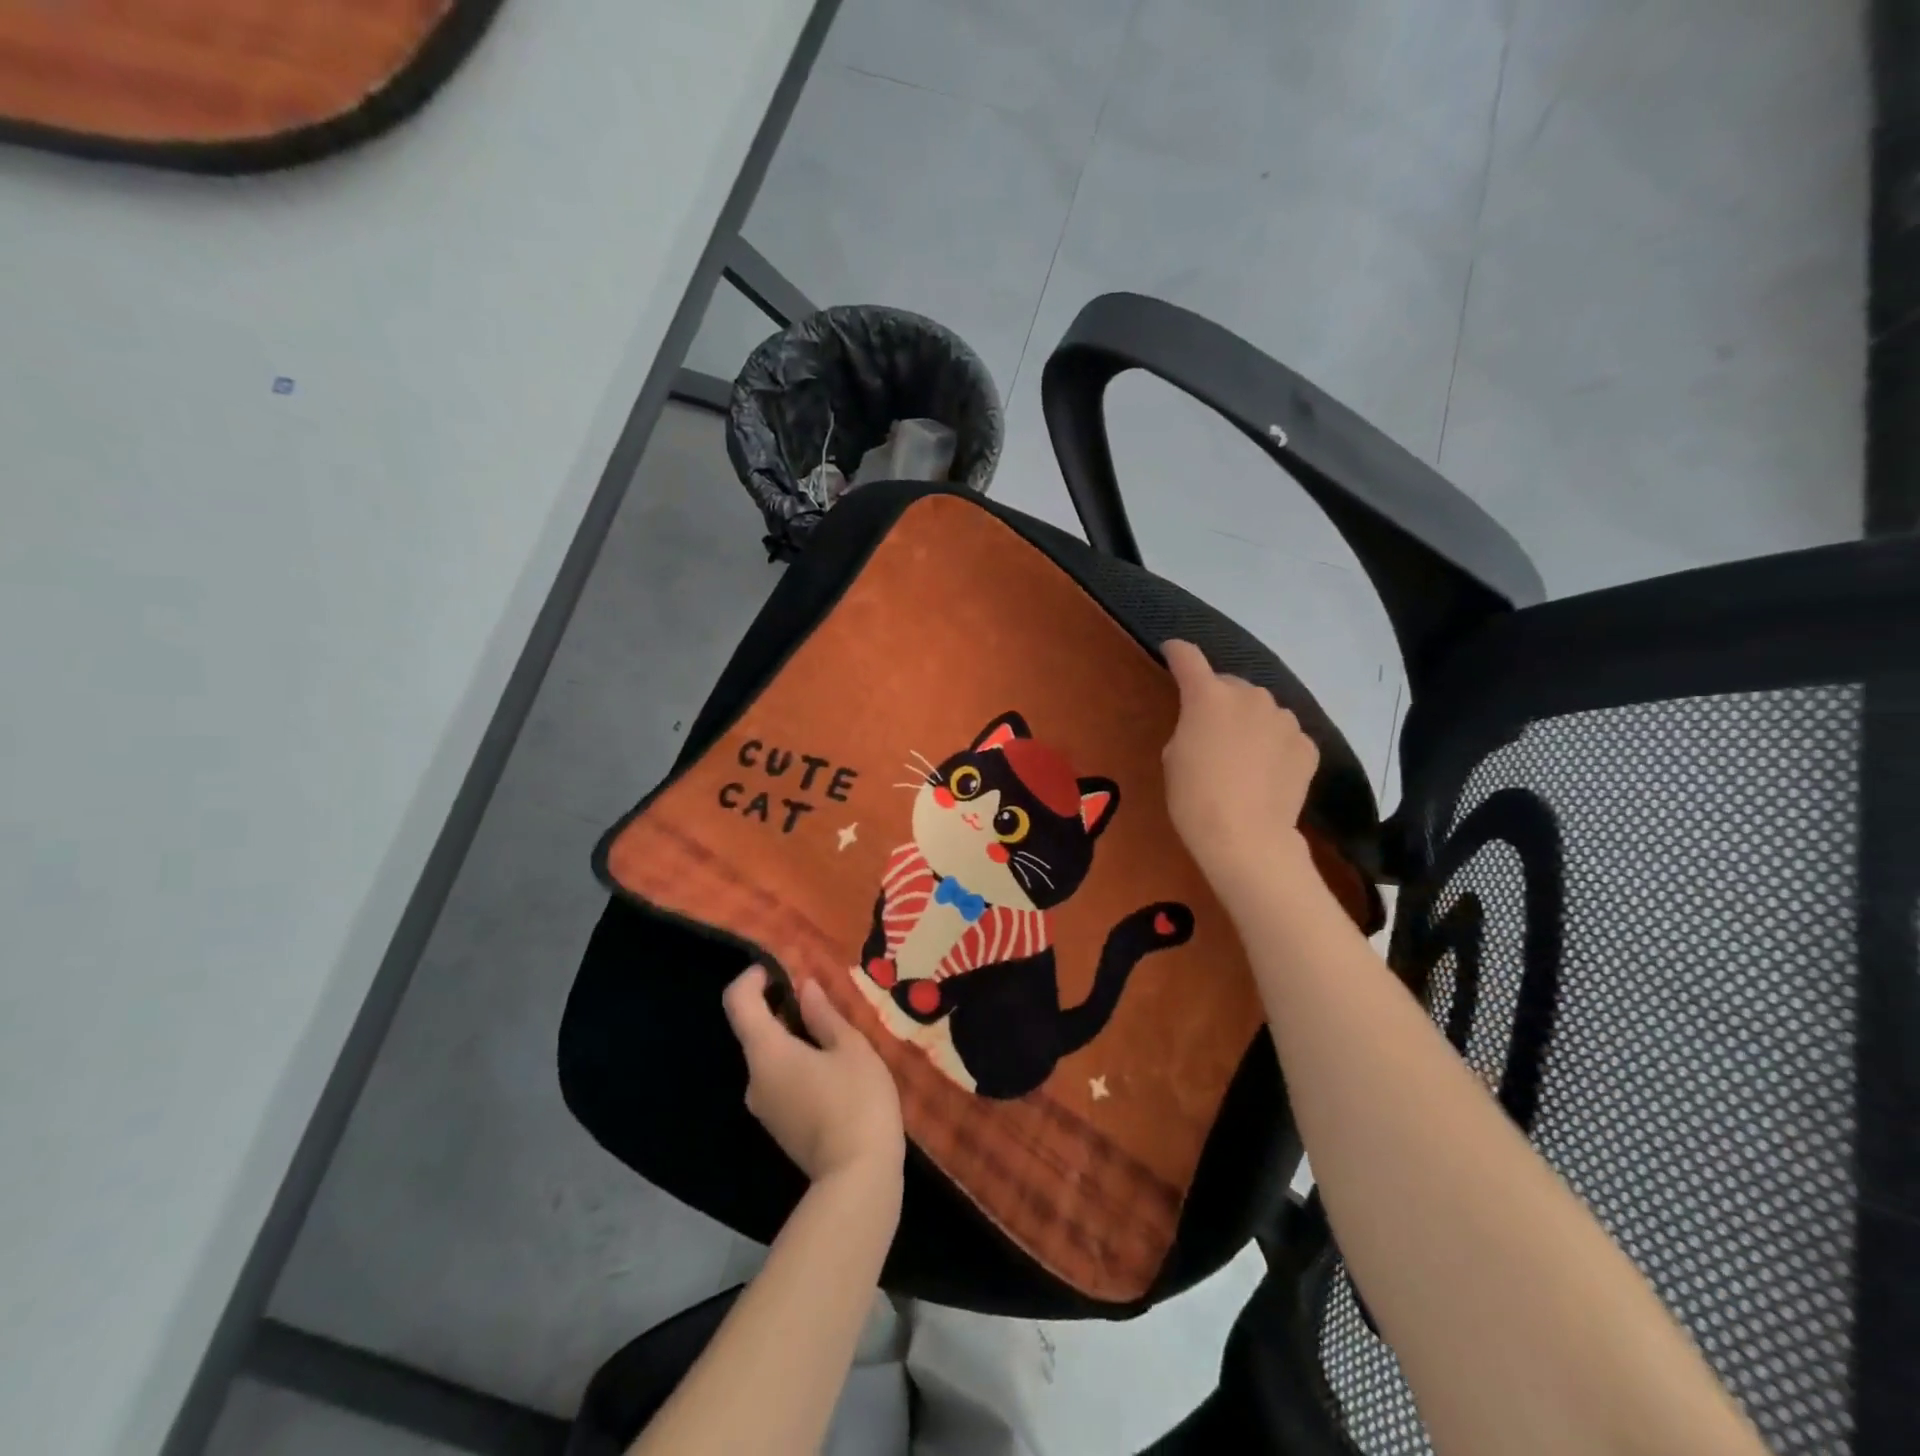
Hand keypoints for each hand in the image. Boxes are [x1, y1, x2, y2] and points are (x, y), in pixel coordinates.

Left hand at [722, 967, 904, 1188]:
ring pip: (769, 1057)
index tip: (779, 969)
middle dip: (782, 1007)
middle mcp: (754, 1079)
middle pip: (755, 1030)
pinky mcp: (779, 1127)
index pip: (739, 1003)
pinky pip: (779, 1080)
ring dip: (793, 1037)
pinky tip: (832, 1068)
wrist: (858, 1180)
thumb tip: (805, 988)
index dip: (752, 978)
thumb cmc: (857, 1101)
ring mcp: (764, 1108)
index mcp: (767, 1053)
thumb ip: (824, 1015)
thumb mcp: (850, 1048)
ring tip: (835, 1034)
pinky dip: (796, 1063)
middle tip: (821, 999)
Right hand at [1161, 639, 1319, 902]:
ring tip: (1242, 754)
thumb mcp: (1173, 757)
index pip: (1188, 658)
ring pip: (1261, 709)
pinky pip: (1283, 735)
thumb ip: (1189, 726)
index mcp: (1208, 696)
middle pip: (1229, 685)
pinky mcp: (1307, 744)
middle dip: (1218, 698)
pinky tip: (1266, 772)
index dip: (1177, 652)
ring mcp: (1284, 719)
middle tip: (1209, 729)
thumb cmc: (1194, 797)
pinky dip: (1273, 745)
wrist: (1246, 837)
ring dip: (1249, 721)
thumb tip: (1208, 724)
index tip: (1172, 651)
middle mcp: (1250, 696)